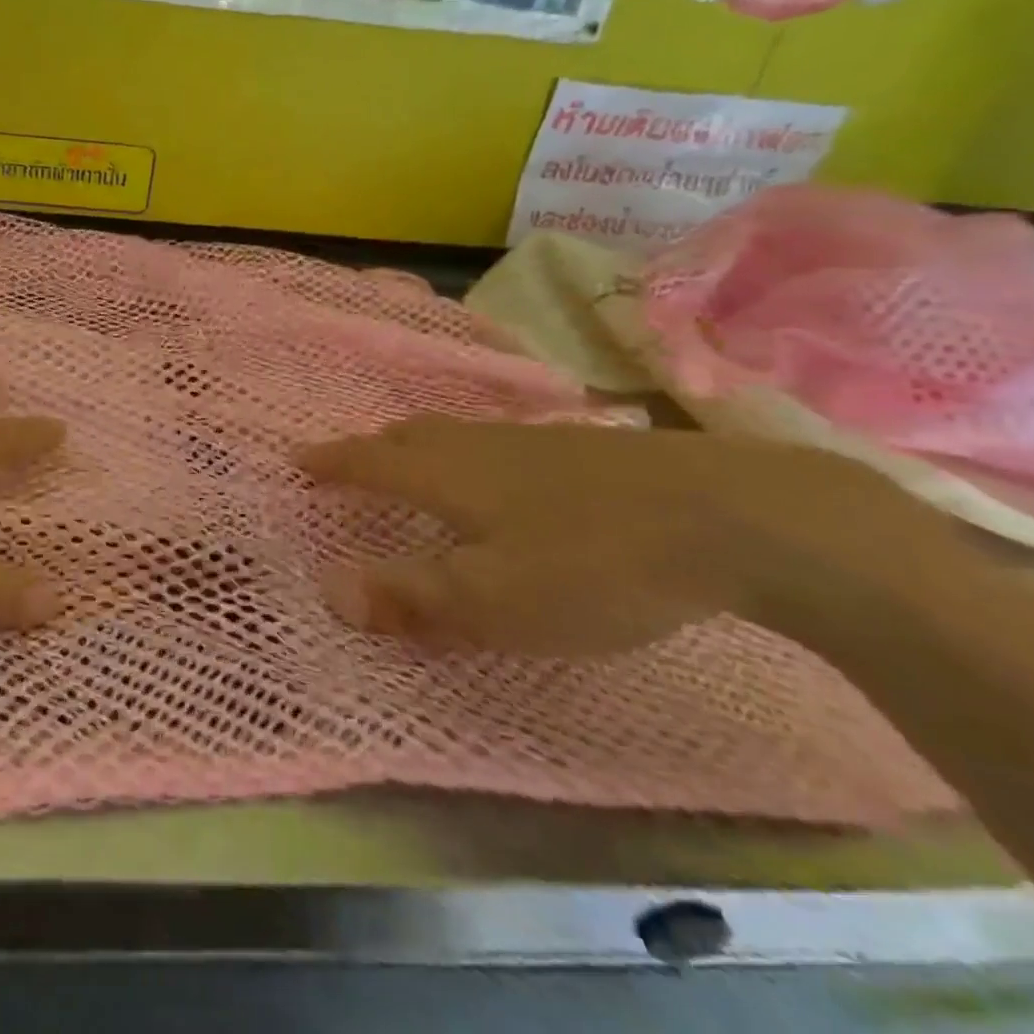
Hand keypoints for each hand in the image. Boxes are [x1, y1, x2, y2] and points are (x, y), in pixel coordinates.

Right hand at [297, 418, 949, 656]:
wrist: (737, 517)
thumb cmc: (593, 564)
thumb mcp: (493, 599)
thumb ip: (408, 595)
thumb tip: (326, 589)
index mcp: (446, 474)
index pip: (368, 461)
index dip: (330, 462)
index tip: (296, 458)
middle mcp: (479, 444)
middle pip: (410, 436)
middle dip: (372, 448)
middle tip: (351, 460)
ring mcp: (536, 440)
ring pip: (457, 435)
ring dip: (422, 446)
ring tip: (415, 461)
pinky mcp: (586, 447)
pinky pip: (500, 441)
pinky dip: (473, 452)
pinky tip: (503, 472)